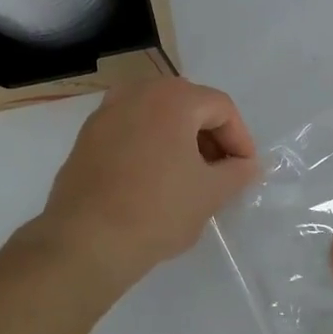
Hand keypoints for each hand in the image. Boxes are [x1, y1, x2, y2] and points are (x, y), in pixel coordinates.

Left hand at [40, 77, 258, 288]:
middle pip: (188, 104)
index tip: (245, 170)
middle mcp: (137, 93)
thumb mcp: (210, 194)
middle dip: (209, 135)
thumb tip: (246, 165)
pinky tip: (153, 179)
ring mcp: (106, 112)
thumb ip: (237, 172)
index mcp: (172, 98)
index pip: (221, 107)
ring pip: (156, 115)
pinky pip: (130, 130)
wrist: (87, 240)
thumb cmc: (158, 210)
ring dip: (179, 139)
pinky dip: (149, 145)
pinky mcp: (86, 137)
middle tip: (219, 171)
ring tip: (188, 176)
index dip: (240, 138)